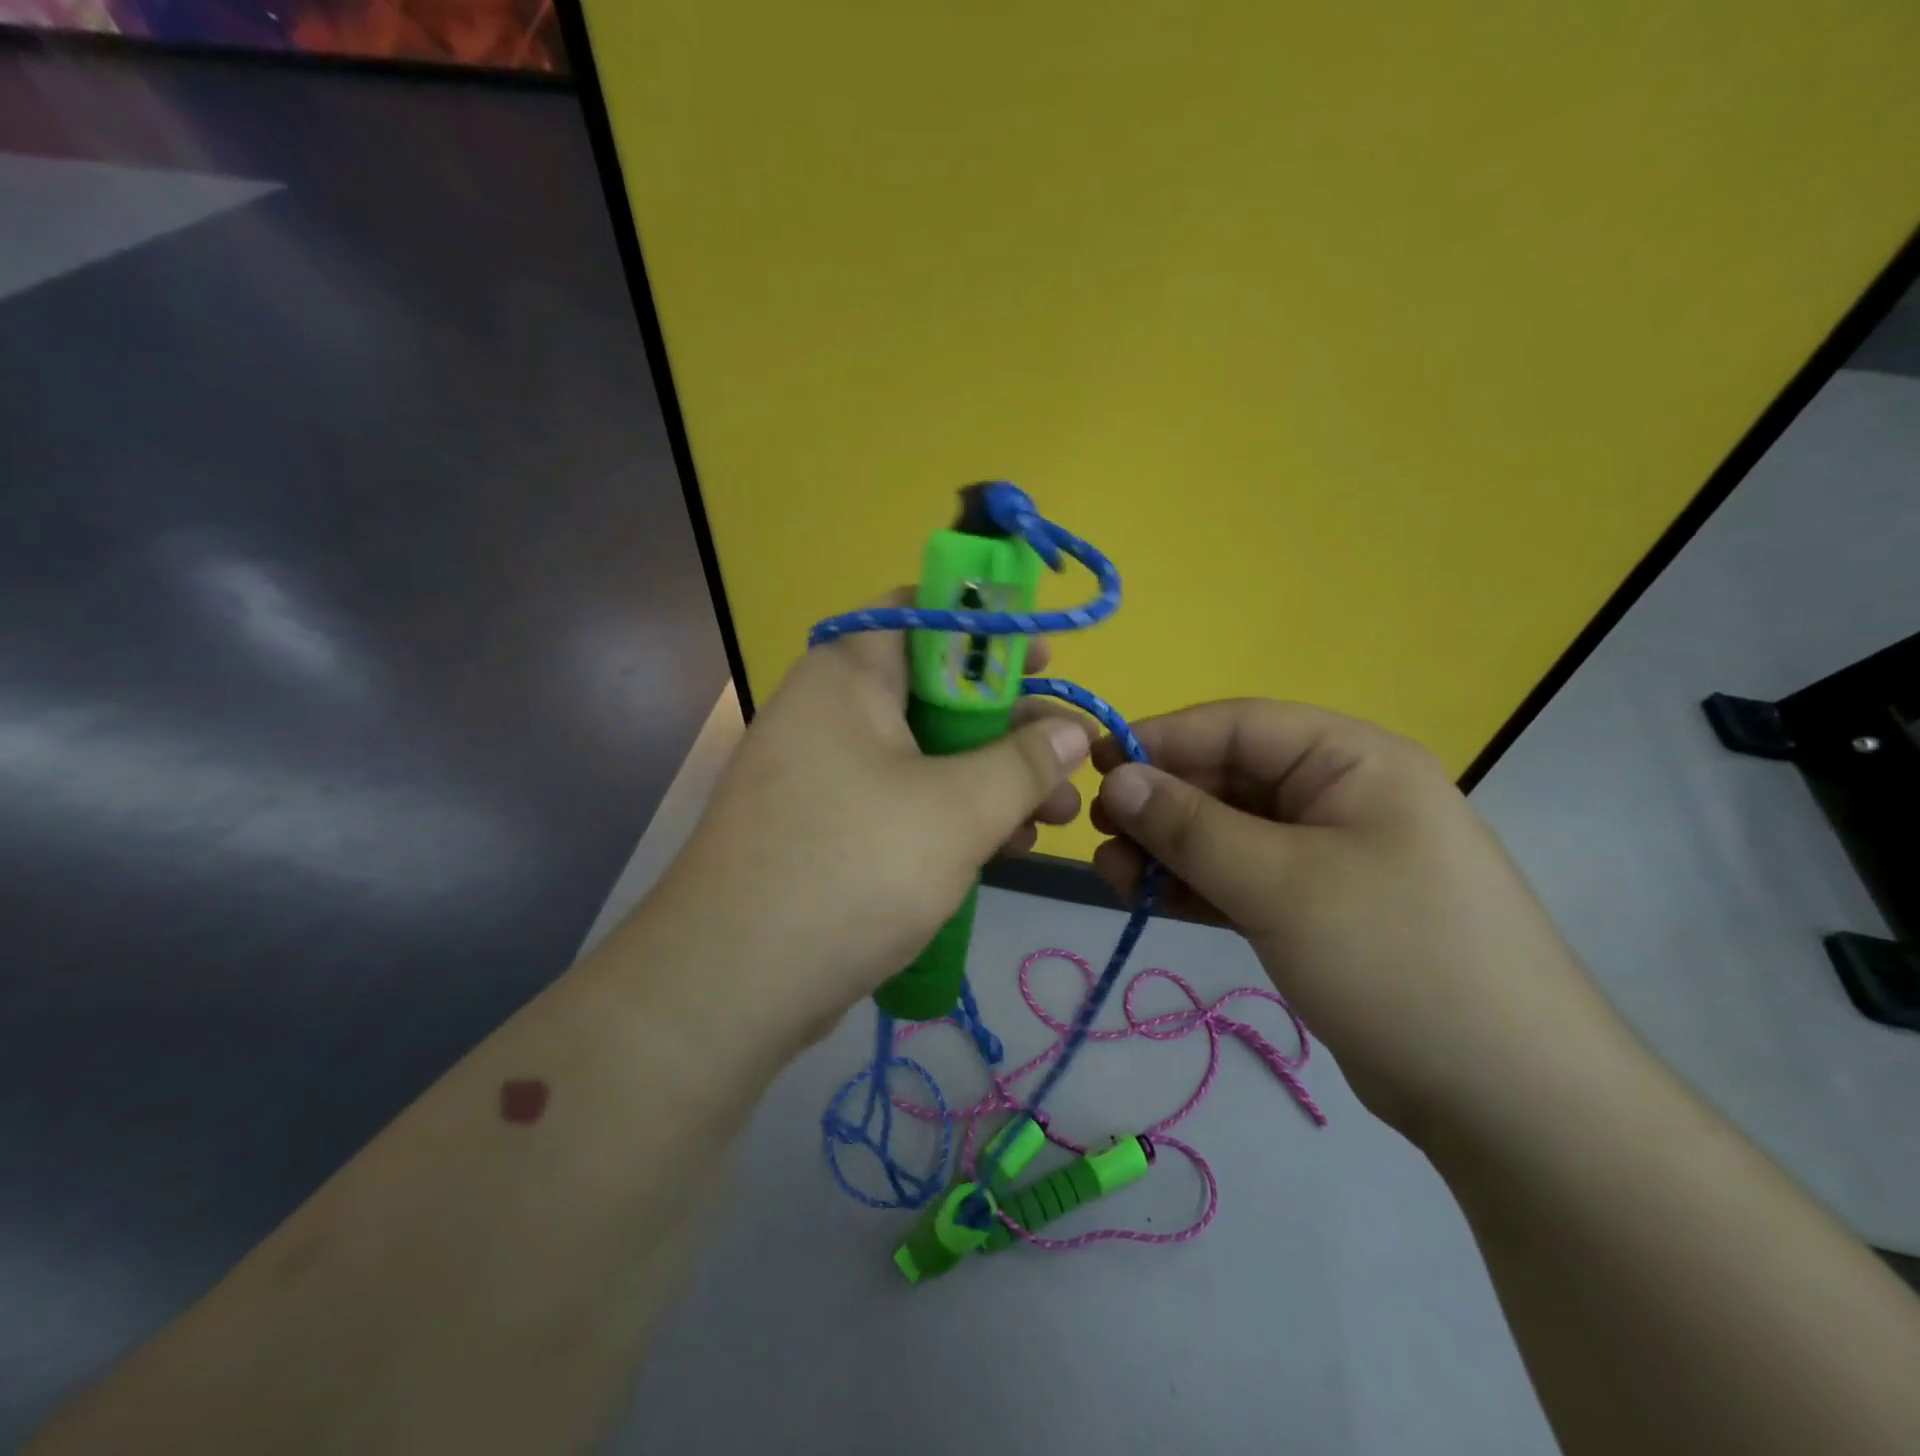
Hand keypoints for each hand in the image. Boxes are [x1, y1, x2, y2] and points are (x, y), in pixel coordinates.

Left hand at [659, 593, 1091, 1034]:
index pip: (923, 612)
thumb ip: (1023, 762)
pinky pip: (901, 799)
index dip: (990, 630)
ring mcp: (823, 771)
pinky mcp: (825, 825)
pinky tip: (1004, 848)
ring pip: (924, 754)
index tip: (1044, 663)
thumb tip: (1070, 730)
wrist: (733, 982)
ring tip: (1054, 819)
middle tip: (1067, 763)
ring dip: (990, 780)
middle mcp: (830, 709)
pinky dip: (952, 814)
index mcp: (849, 673)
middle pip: (935, 692)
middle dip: (1009, 728)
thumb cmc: (854, 867)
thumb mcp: (958, 810)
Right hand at [1089, 699, 1625, 1140]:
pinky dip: (1193, 884)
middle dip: (1160, 803)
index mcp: (1352, 760)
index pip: (1239, 726)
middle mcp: (1340, 796)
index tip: (1095, 766)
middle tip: (1098, 835)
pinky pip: (1239, 877)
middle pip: (1228, 779)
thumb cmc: (1396, 960)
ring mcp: (1328, 856)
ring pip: (1226, 832)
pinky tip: (1145, 897)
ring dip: (1167, 848)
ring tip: (1111, 874)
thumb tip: (1117, 779)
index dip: (1163, 740)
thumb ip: (1190, 826)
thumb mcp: (1281, 883)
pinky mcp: (1315, 909)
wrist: (1507, 1101)